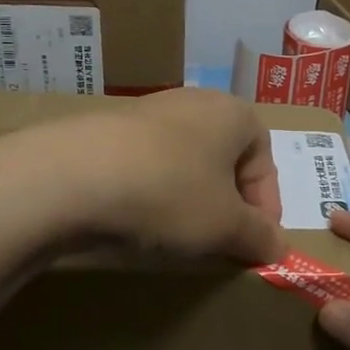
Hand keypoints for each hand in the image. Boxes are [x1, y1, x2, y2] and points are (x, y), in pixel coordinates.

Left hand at [49, 89, 286, 264]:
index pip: (264, 159)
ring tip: (178, 235)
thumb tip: (279, 247)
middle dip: (227, 202)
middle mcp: (192, 102)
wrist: (70, 177)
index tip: (255, 243)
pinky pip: (144, 165)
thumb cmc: (169, 193)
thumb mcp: (226, 225)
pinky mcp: (105, 131)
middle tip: (220, 241)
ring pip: (183, 161)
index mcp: (232, 113)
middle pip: (224, 158)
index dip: (266, 205)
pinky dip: (150, 193)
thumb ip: (260, 236)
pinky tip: (137, 220)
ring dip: (188, 198)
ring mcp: (144, 112)